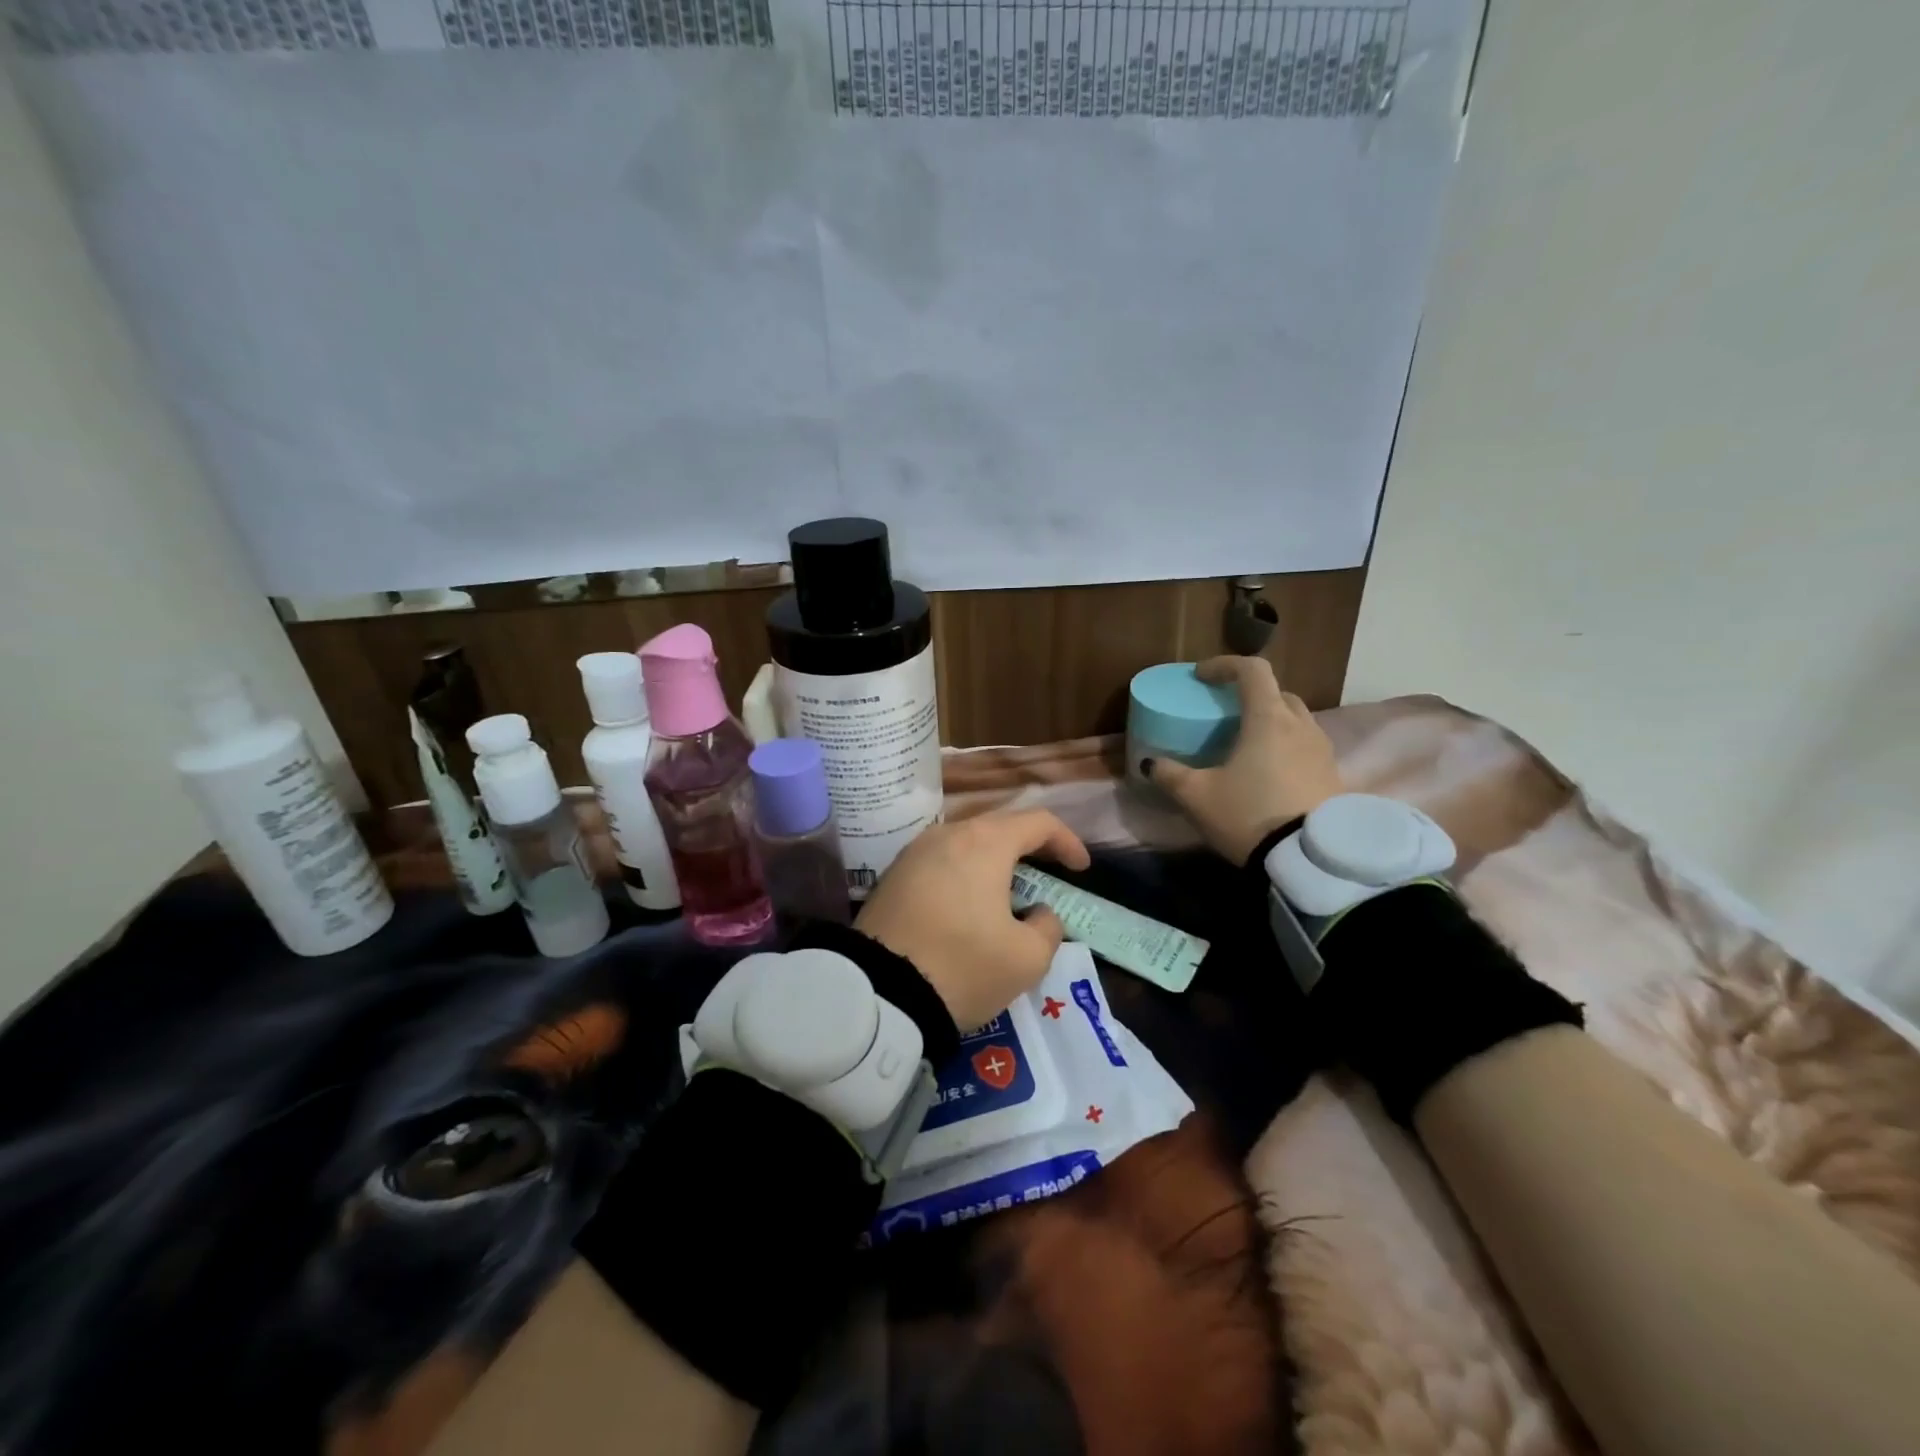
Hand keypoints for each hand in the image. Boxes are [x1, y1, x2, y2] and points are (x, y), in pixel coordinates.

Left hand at [855, 810, 1090, 1029]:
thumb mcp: (1027, 959)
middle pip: (999, 827)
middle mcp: (947, 834)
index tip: (1080, 869)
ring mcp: (914, 852)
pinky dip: (964, 875)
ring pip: (966, 844)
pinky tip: (968, 906)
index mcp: (985, 843)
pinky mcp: (893, 875)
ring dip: (993, 863)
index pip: (1038, 822)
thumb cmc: (963, 966)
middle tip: (1048, 876)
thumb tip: (1038, 913)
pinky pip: (940, 863)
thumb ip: (1047, 927)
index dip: (1067, 841)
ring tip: (1007, 894)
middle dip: (1030, 849)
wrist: (879, 992)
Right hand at [1144, 656, 1343, 864]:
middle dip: (1250, 695)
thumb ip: (1170, 775)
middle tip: (1226, 713)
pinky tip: (1269, 774)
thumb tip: (1151, 764)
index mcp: (1268, 718)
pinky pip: (1307, 748)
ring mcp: (1323, 750)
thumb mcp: (1197, 797)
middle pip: (1277, 693)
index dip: (1224, 665)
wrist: (1310, 860)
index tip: (1201, 677)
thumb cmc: (1250, 814)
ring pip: (1296, 720)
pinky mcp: (1333, 776)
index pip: (1251, 670)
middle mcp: (1300, 725)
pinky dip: (1286, 748)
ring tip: (1247, 745)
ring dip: (1271, 722)